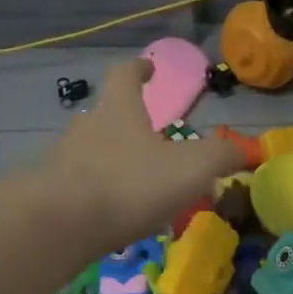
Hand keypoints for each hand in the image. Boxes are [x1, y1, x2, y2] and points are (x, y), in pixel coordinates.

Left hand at [34, 58, 243, 252]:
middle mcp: (86, 127)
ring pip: (92, 153)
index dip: (138, 69)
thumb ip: (220, 157)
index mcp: (118, 110)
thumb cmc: (129, 184)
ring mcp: (62, 160)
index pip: (124, 75)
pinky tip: (114, 218)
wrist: (58, 225)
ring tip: (138, 187)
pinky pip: (79, 187)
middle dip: (128, 125)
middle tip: (152, 142)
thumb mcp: (190, 169)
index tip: (148, 68)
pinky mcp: (49, 194)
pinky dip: (98, 195)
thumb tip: (243, 150)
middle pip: (107, 116)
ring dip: (113, 163)